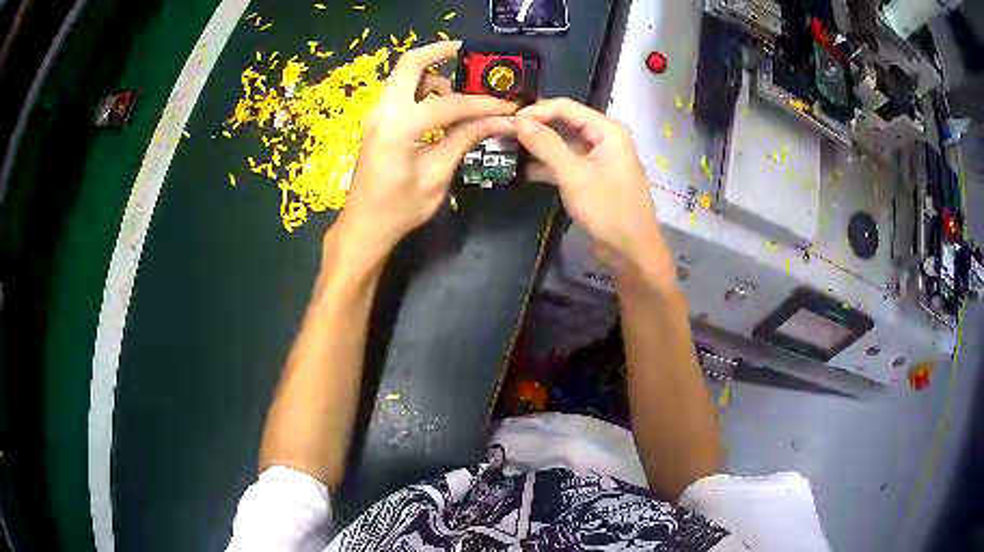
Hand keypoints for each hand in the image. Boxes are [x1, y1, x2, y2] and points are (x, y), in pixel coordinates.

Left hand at [335, 41, 517, 260]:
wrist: (363, 226)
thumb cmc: (399, 209)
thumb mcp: (437, 175)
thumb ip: (465, 139)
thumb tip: (502, 121)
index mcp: (399, 127)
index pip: (450, 103)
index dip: (483, 104)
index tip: (509, 107)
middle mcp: (384, 111)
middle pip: (410, 63)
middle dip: (439, 52)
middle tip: (467, 53)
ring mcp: (377, 114)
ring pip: (404, 76)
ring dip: (433, 76)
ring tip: (458, 99)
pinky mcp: (377, 122)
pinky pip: (401, 91)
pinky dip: (422, 89)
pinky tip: (440, 109)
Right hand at [516, 98, 666, 277]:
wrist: (631, 251)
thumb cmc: (607, 209)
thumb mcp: (573, 174)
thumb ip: (546, 144)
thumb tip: (519, 119)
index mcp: (607, 130)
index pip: (566, 107)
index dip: (536, 110)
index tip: (507, 119)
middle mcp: (603, 139)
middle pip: (564, 123)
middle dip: (535, 127)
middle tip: (503, 132)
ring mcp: (597, 159)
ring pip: (563, 144)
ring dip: (538, 147)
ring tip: (506, 149)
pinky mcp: (591, 178)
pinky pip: (566, 163)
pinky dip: (547, 166)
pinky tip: (522, 170)